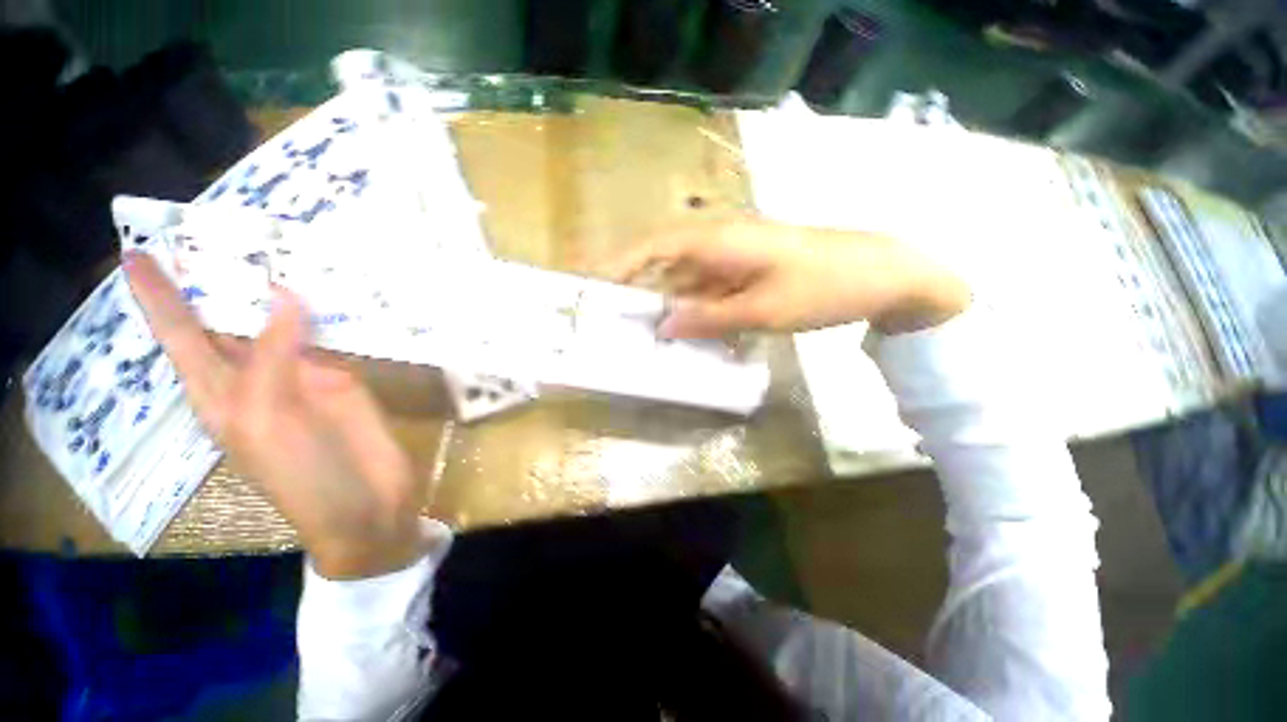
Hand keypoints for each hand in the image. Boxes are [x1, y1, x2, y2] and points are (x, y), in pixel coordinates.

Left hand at [124, 252, 430, 578]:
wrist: (367, 504)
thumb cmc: (303, 477)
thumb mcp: (268, 420)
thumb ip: (272, 357)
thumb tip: (285, 294)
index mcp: (221, 393)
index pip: (181, 336)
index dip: (159, 298)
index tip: (136, 256)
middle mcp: (257, 377)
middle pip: (230, 321)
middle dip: (219, 280)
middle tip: (213, 230)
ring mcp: (305, 374)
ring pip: (285, 322)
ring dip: (278, 288)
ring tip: (271, 246)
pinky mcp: (345, 376)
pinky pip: (334, 335)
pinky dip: (331, 310)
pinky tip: (331, 287)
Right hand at [610, 216, 970, 337]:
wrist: (881, 274)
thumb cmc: (823, 286)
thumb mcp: (762, 310)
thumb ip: (707, 318)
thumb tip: (662, 326)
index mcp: (718, 239)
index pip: (653, 246)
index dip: (619, 263)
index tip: (590, 284)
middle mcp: (718, 240)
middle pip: (663, 261)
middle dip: (637, 288)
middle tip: (615, 319)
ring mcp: (732, 256)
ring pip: (685, 278)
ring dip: (667, 304)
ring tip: (645, 333)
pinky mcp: (745, 270)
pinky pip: (707, 289)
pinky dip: (694, 309)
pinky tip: (689, 333)